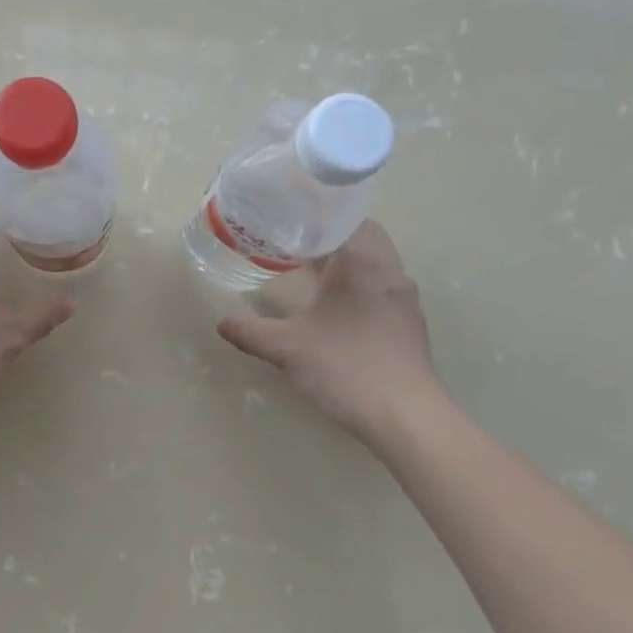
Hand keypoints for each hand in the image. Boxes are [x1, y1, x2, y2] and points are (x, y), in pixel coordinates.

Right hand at [216, 221, 441, 440]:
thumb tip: (222, 322)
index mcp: (362, 261)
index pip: (344, 215)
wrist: (406, 418)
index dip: (315, 214)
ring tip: (312, 274)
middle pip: (362, 234)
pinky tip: (337, 308)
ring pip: (375, 261)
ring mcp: (404, 297)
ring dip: (347, 261)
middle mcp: (389, 270)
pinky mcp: (411, 322)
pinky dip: (360, 284)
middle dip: (330, 237)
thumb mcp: (287, 348)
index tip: (287, 221)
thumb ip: (251, 331)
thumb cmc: (346, 368)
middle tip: (295, 246)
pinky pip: (383, 286)